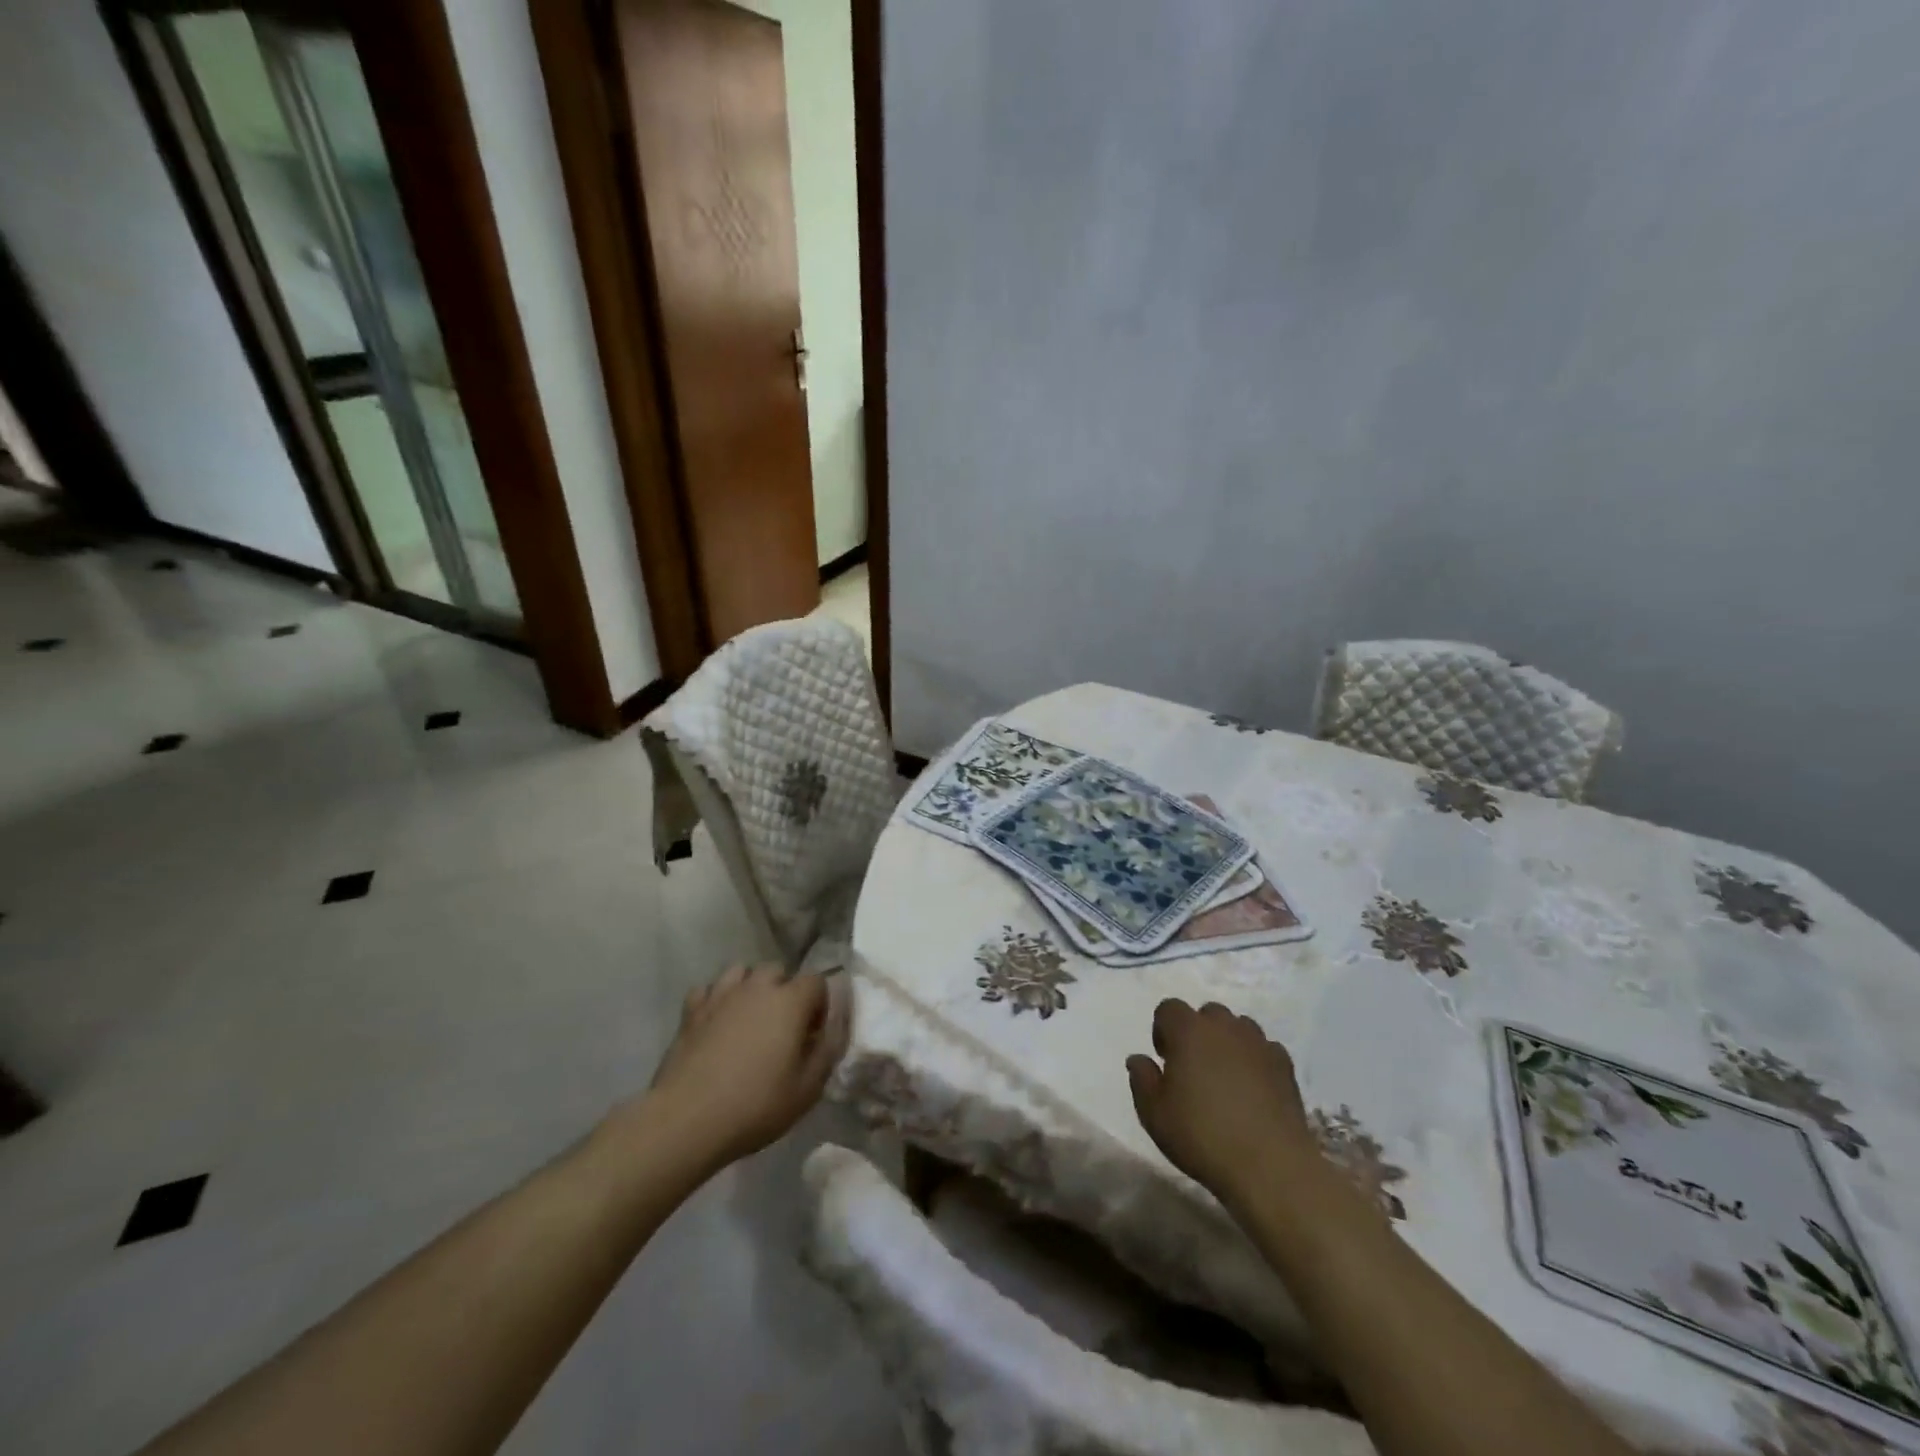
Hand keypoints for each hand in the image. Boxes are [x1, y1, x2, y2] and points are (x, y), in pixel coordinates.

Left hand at [644, 964, 848, 1168]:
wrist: (687, 1119)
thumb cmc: (756, 1105)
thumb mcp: (808, 1089)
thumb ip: (828, 1050)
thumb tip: (834, 1027)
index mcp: (790, 1001)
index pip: (817, 981)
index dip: (820, 1005)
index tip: (813, 1035)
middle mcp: (757, 987)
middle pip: (778, 971)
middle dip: (785, 992)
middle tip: (782, 1028)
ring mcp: (720, 995)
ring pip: (741, 972)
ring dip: (750, 988)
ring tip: (749, 1019)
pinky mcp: (691, 1011)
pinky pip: (708, 990)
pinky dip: (716, 1000)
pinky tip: (716, 1023)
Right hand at [1126, 999, 1318, 1203]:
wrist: (1270, 1166)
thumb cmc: (1202, 1136)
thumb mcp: (1154, 1113)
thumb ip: (1141, 1079)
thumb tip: (1139, 1059)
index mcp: (1188, 1031)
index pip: (1169, 1008)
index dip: (1163, 1030)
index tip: (1165, 1061)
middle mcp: (1224, 1027)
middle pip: (1207, 1014)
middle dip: (1198, 1033)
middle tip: (1194, 1069)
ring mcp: (1259, 1044)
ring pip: (1239, 1027)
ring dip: (1228, 1043)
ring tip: (1226, 1078)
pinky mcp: (1285, 1066)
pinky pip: (1265, 1049)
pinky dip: (1256, 1060)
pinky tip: (1254, 1090)